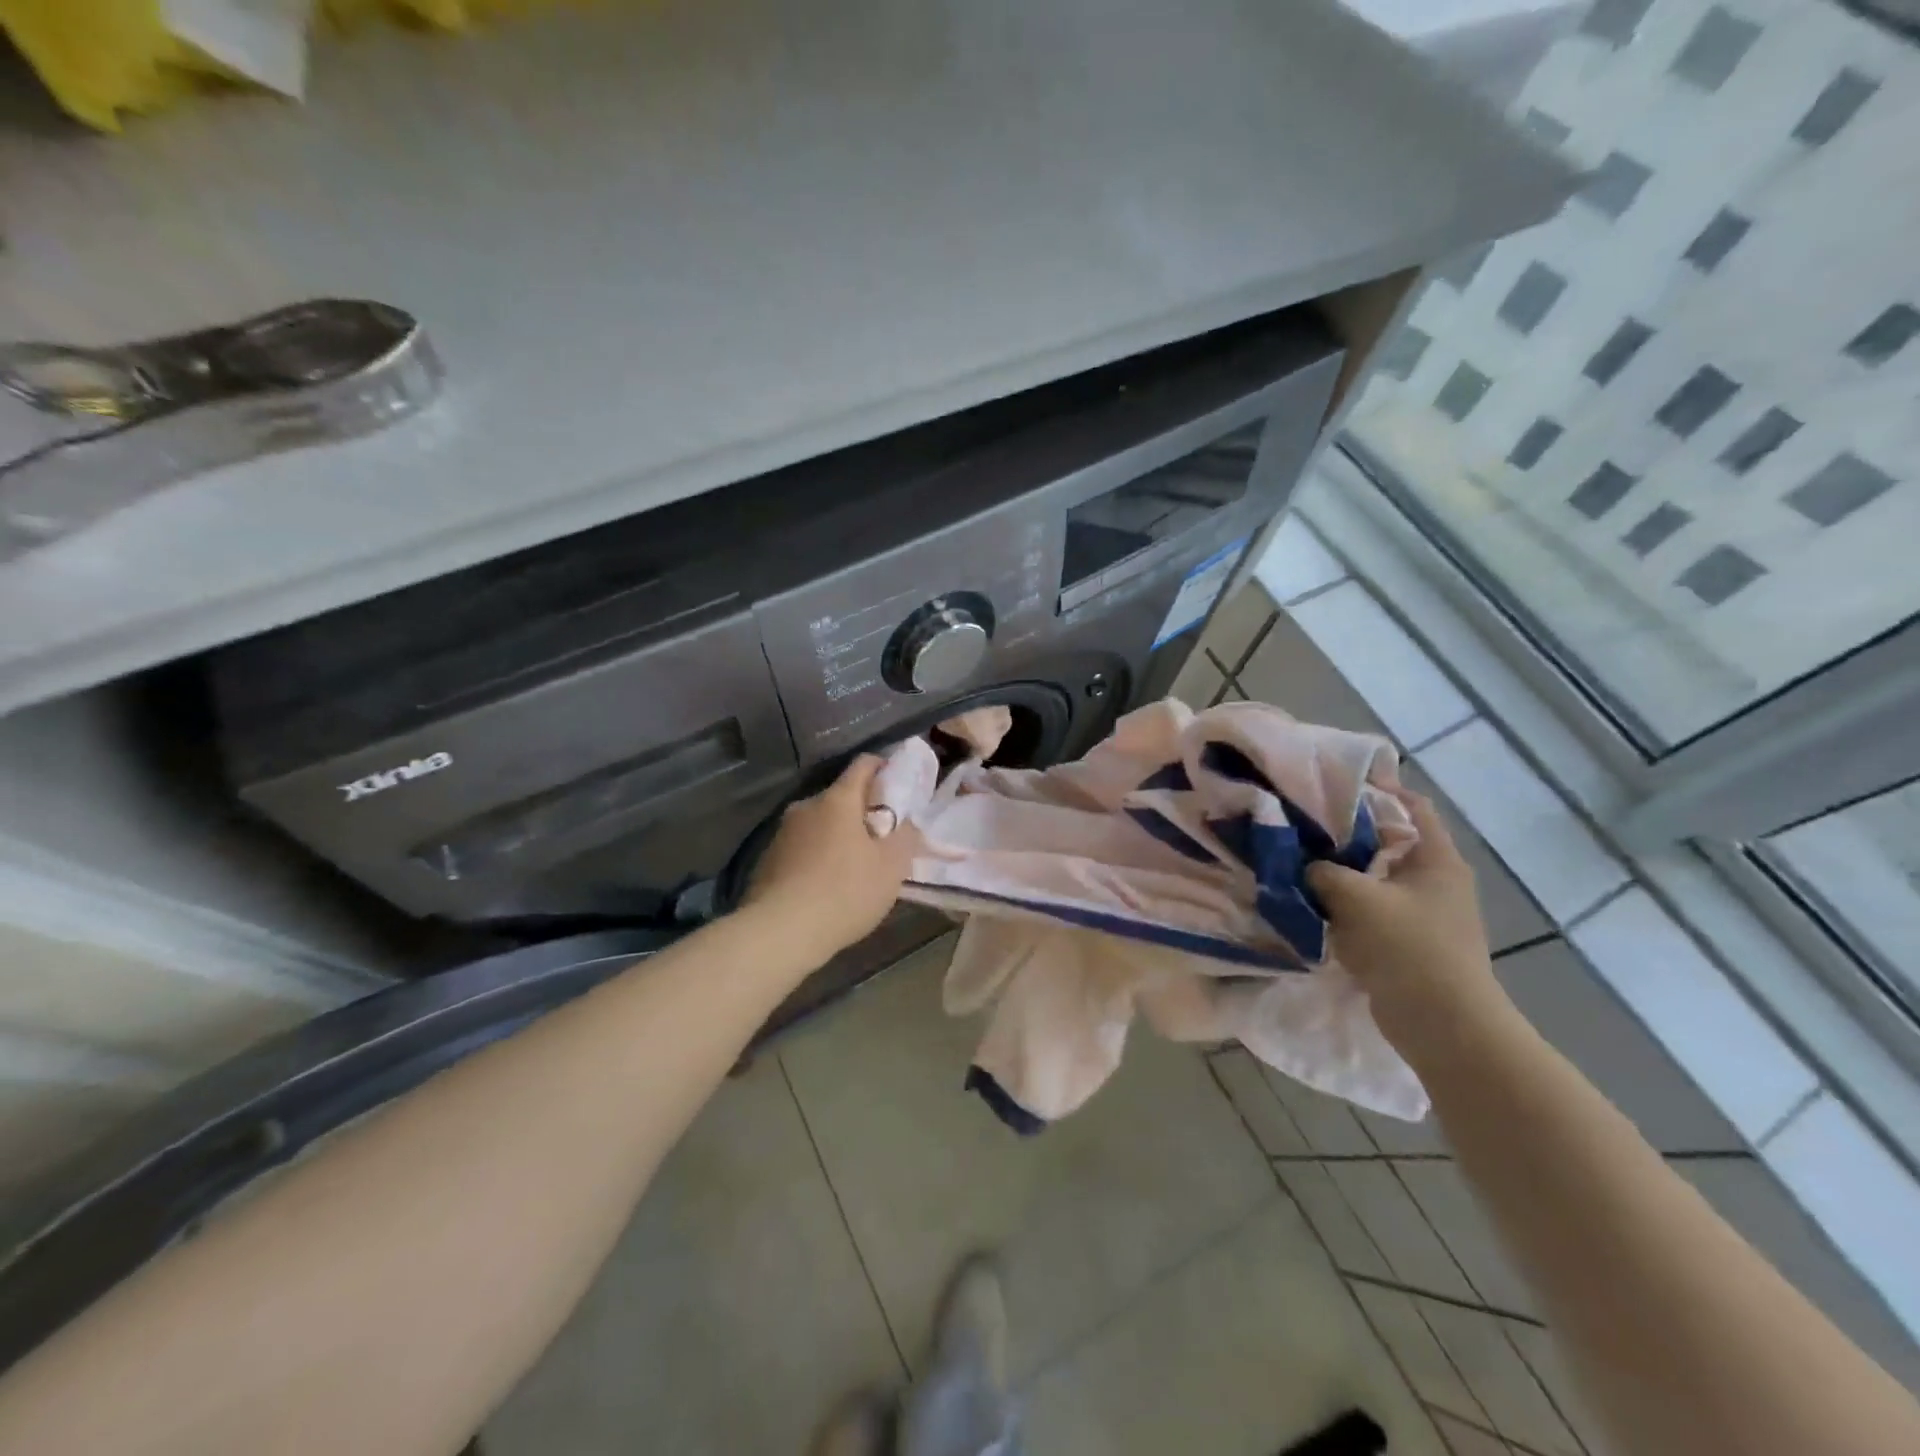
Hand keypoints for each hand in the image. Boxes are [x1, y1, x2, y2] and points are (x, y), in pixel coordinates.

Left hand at [740, 755, 921, 968]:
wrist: (780, 932)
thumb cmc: (845, 892)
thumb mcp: (891, 867)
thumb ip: (906, 836)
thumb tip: (907, 822)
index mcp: (838, 799)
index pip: (864, 764)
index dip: (884, 769)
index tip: (899, 787)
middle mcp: (806, 806)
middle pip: (841, 797)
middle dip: (863, 812)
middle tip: (882, 839)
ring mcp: (782, 832)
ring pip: (820, 824)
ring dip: (838, 836)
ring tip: (855, 867)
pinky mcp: (767, 859)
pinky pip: (802, 847)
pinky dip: (817, 857)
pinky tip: (826, 886)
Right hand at [1306, 793, 1511, 1057]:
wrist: (1443, 1024)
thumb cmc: (1407, 947)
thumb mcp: (1355, 898)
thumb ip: (1321, 871)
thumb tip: (1302, 863)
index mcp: (1437, 859)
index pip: (1412, 805)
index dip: (1378, 788)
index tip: (1333, 783)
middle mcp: (1436, 880)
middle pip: (1389, 841)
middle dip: (1348, 833)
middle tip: (1304, 824)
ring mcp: (1425, 914)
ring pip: (1376, 878)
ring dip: (1343, 872)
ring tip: (1299, 862)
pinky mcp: (1410, 942)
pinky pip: (1372, 910)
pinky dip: (1346, 905)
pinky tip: (1313, 904)